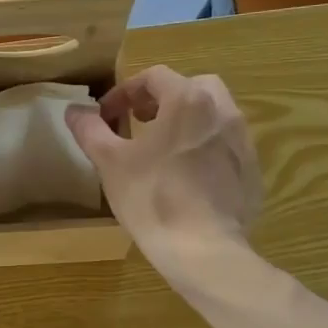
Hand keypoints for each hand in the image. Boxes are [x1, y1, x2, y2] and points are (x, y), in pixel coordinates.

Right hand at [66, 66, 262, 275]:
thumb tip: (74, 111)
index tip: (108, 115)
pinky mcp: (253, 171)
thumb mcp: (110, 163)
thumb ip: (91, 130)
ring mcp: (243, 141)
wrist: (203, 250)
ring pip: (215, 115)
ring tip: (165, 149)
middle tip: (141, 122)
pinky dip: (207, 148)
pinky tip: (189, 177)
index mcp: (188, 100)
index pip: (155, 77)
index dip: (126, 91)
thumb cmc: (152, 198)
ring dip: (188, 121)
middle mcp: (223, 111)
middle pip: (193, 87)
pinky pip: (227, 146)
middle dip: (164, 98)